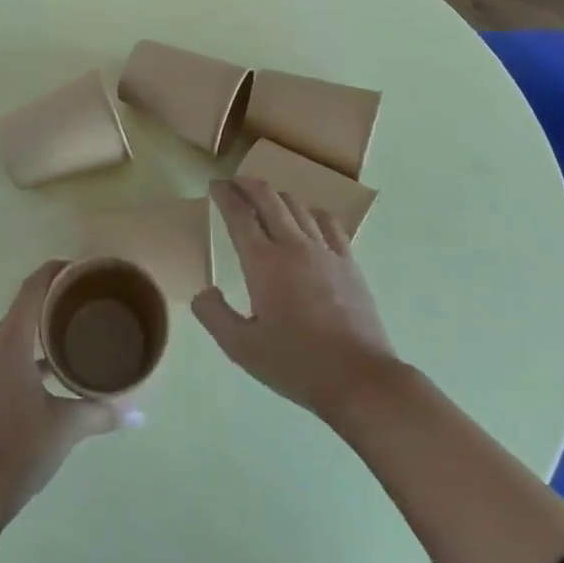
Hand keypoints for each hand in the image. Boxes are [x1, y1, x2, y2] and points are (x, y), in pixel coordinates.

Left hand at [0, 261, 130, 516]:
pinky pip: (6, 354)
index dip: (54, 272)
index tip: (80, 269)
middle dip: (52, 298)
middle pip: (22, 308)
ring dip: (39, 328)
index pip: (31, 289)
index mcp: (10, 343)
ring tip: (72, 330)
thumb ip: (101, 413)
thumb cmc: (19, 449)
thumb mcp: (66, 428)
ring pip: (14, 333)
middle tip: (85, 299)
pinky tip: (52, 371)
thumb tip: (138, 413)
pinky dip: (28, 352)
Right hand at [193, 178, 398, 421]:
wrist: (360, 380)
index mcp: (263, 263)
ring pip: (297, 206)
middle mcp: (293, 246)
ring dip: (276, 196)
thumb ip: (215, 316)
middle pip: (268, 199)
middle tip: (234, 182)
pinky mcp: (348, 262)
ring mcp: (325, 251)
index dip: (224, 195)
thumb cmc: (296, 364)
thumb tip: (203, 292)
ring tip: (266, 199)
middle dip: (248, 185)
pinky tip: (308, 218)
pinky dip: (311, 212)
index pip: (239, 215)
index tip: (215, 185)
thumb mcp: (242, 349)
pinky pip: (328, 223)